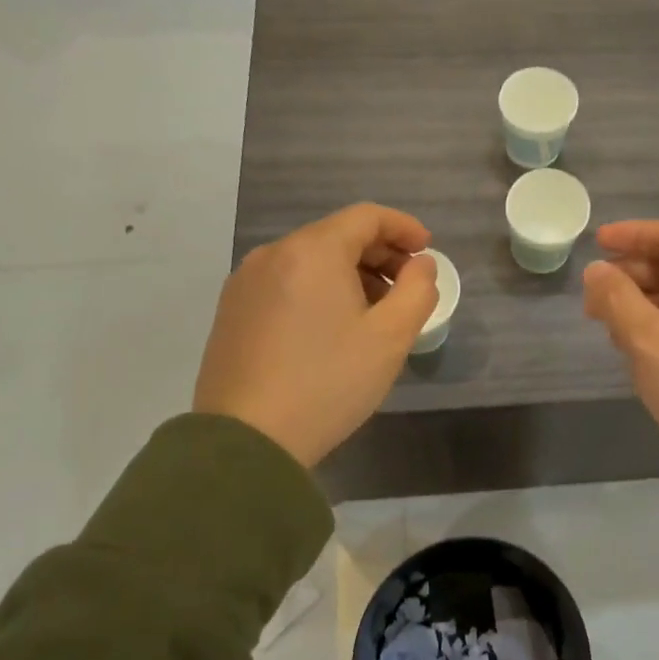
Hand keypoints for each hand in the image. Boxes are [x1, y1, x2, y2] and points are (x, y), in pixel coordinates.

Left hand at [193, 204, 439, 467]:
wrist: (245, 442)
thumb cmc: (327, 382)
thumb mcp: (391, 337)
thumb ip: (418, 290)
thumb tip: (420, 266)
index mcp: (312, 251)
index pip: (366, 216)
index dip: (404, 227)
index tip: (427, 252)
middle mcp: (273, 254)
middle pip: (337, 235)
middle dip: (379, 254)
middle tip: (407, 287)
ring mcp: (245, 282)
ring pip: (310, 260)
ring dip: (350, 274)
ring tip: (373, 313)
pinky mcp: (231, 311)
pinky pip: (285, 282)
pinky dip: (318, 290)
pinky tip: (331, 328)